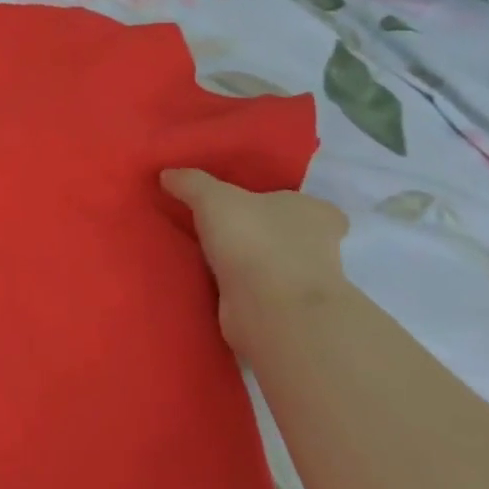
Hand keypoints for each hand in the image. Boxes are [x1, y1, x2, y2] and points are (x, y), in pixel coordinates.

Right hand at [160, 169, 349, 358]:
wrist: (271, 310)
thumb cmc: (255, 239)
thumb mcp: (212, 198)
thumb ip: (191, 183)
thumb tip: (168, 174)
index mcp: (316, 214)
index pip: (310, 207)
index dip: (285, 205)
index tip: (255, 207)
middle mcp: (320, 248)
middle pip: (290, 236)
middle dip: (261, 234)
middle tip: (221, 228)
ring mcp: (303, 285)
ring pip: (272, 266)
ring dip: (248, 264)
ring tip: (205, 255)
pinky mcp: (283, 313)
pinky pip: (256, 293)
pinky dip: (238, 290)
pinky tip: (208, 283)